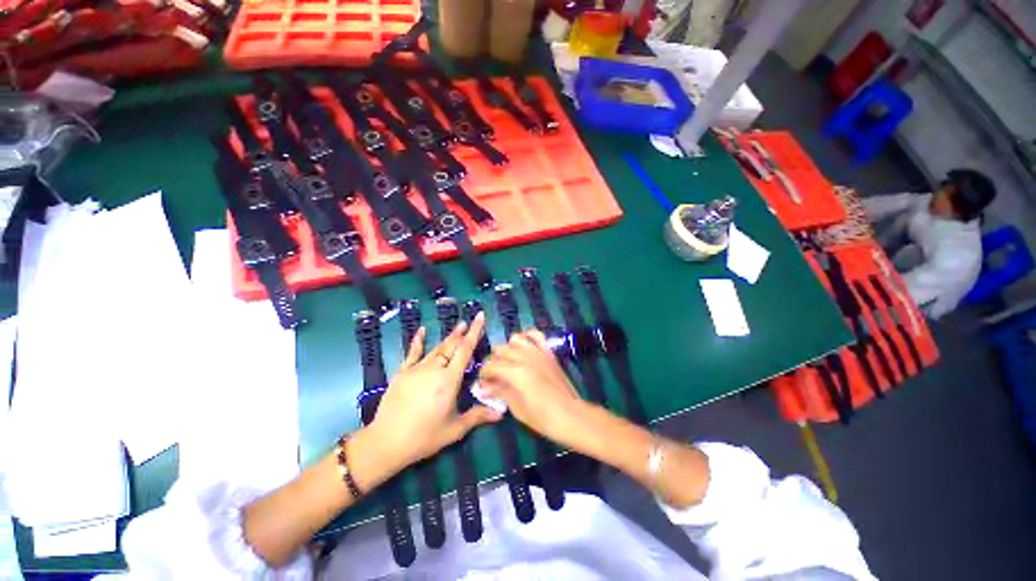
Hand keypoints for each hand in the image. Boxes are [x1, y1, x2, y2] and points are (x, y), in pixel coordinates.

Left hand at [368, 312, 500, 470]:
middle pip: (451, 346)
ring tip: (458, 327)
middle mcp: (434, 369)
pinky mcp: (402, 373)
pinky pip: (412, 352)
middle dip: (462, 333)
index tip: (480, 317)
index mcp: (449, 380)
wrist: (386, 442)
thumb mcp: (454, 429)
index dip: (475, 333)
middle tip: (470, 321)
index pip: (465, 350)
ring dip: (448, 337)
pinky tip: (422, 330)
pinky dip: (418, 340)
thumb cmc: (424, 436)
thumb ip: (478, 416)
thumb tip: (501, 414)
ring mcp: (417, 369)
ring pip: (437, 348)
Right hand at [478, 329, 587, 448]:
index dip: (483, 373)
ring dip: (508, 348)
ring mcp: (537, 352)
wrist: (569, 414)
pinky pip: (536, 335)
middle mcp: (524, 357)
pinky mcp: (547, 352)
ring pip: (515, 338)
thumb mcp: (516, 408)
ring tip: (509, 360)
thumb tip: (485, 387)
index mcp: (514, 371)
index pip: (490, 365)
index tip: (484, 383)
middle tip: (495, 375)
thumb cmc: (541, 416)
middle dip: (493, 361)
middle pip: (500, 350)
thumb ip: (500, 392)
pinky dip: (527, 336)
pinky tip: (524, 345)